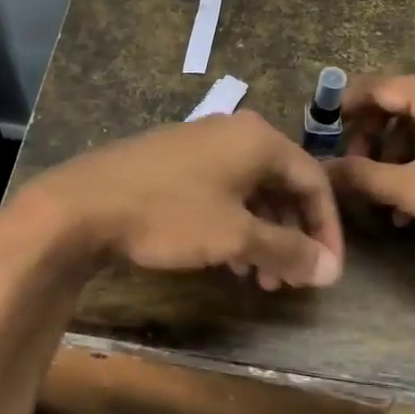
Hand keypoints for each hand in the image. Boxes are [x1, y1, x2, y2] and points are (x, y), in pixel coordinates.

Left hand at [14, 112, 343, 289]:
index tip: (326, 270)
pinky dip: (233, 226)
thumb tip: (332, 270)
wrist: (82, 204)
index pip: (314, 181)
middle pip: (283, 185)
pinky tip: (227, 261)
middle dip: (291, 236)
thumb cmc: (170, 214)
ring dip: (262, 236)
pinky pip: (221, 192)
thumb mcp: (235, 236)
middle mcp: (234, 133)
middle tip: (289, 280)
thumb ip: (287, 250)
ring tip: (259, 279)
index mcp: (259, 139)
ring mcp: (201, 145)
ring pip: (250, 192)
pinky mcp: (173, 162)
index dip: (327, 228)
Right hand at [328, 75, 414, 303]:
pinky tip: (409, 207)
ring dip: (393, 160)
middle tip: (354, 174)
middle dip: (369, 140)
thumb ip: (363, 175)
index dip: (345, 109)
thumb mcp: (414, 191)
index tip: (322, 137)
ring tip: (382, 201)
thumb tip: (323, 169)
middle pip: (396, 106)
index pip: (377, 86)